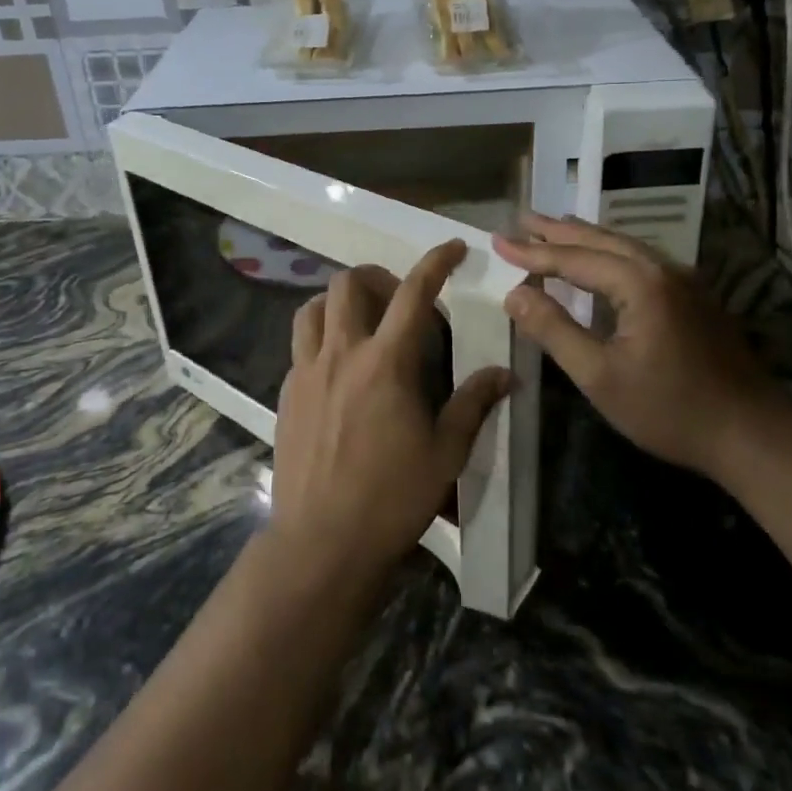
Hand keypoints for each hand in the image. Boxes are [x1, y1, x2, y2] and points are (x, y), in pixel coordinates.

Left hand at [269, 240, 511, 582]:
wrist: (322, 542)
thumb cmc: (392, 498)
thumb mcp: (446, 453)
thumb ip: (473, 403)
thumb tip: (505, 374)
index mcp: (386, 362)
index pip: (414, 293)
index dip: (436, 262)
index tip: (453, 248)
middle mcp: (341, 353)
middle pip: (347, 284)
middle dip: (377, 276)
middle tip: (398, 299)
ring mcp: (307, 371)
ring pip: (312, 306)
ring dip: (339, 301)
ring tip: (362, 321)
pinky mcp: (286, 392)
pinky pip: (300, 344)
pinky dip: (321, 336)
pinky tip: (338, 368)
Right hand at [494, 213, 784, 478]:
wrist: (754, 436)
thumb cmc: (670, 410)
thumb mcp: (599, 376)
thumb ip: (554, 330)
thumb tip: (514, 294)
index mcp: (639, 283)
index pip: (573, 258)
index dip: (532, 252)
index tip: (497, 241)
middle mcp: (662, 269)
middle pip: (600, 240)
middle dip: (557, 230)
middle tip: (522, 218)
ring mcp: (684, 280)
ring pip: (624, 246)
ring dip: (585, 236)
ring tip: (554, 226)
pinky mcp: (695, 296)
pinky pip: (641, 259)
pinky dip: (609, 251)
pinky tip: (601, 259)